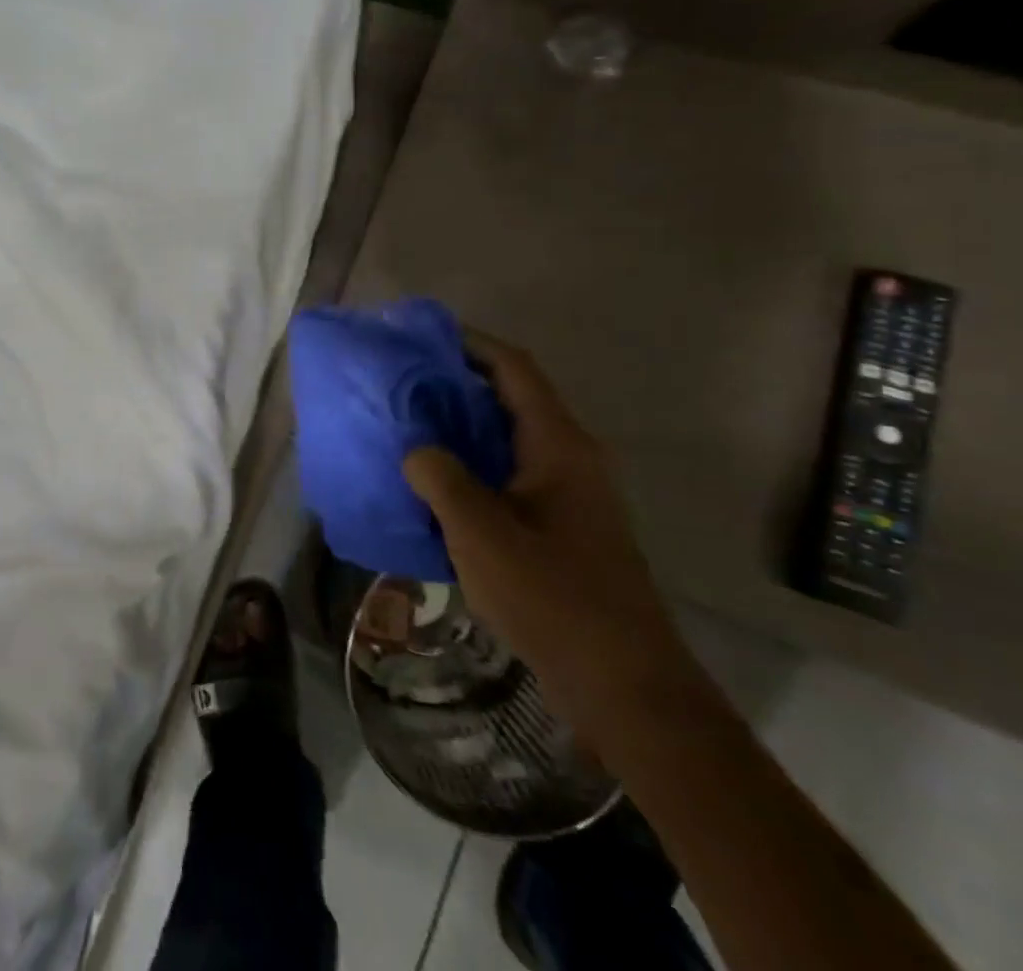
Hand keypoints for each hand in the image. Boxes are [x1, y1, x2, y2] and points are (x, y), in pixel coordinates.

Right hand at [402, 329, 699, 731]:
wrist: (624, 684)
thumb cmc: (553, 596)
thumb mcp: (480, 532)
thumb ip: (439, 476)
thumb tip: (416, 448)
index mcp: (558, 444)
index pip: (512, 368)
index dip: (468, 342)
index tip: (418, 337)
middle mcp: (569, 457)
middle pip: (507, 398)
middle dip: (453, 384)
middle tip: (398, 383)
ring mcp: (568, 493)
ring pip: (506, 438)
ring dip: (458, 427)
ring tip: (405, 427)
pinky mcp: (560, 525)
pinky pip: (507, 474)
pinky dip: (470, 465)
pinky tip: (432, 485)